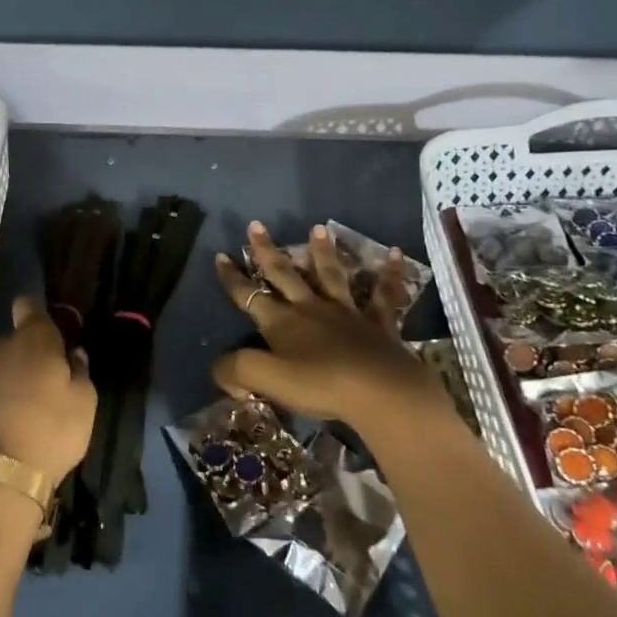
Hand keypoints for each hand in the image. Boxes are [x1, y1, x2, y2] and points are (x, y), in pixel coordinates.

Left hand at [0, 296, 96, 488]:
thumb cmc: (50, 435)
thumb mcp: (84, 405)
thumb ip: (79, 372)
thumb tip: (73, 354)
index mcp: (32, 342)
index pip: (28, 307)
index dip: (33, 313)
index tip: (41, 330)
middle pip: (7, 346)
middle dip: (18, 361)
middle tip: (31, 392)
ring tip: (6, 419)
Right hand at [211, 221, 449, 437]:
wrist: (380, 391)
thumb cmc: (320, 385)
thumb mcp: (266, 380)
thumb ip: (236, 369)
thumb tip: (220, 367)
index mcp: (282, 322)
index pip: (249, 295)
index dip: (233, 278)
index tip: (221, 256)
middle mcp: (311, 309)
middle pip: (285, 275)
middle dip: (267, 251)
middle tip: (256, 225)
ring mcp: (347, 313)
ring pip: (331, 276)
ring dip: (323, 252)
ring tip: (318, 228)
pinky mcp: (379, 324)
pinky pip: (384, 295)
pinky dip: (390, 274)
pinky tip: (396, 254)